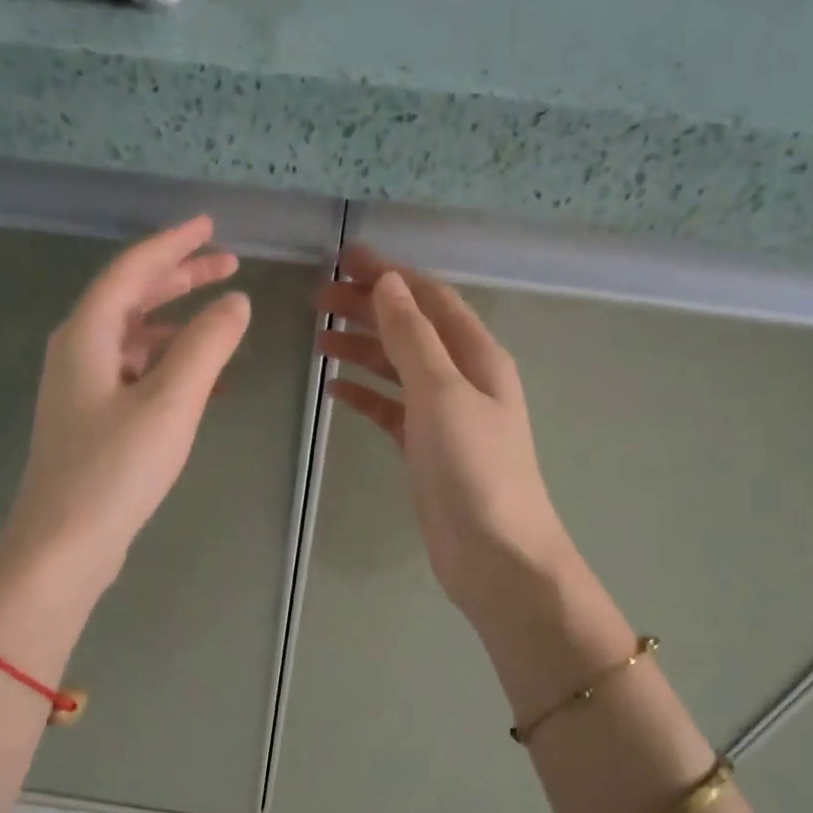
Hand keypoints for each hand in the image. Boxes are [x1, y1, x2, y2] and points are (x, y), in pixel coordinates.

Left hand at [0, 215, 248, 595]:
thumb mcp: (169, 402)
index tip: (209, 226)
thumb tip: (236, 302)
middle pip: (131, 299)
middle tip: (227, 265)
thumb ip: (206, 346)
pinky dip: (168, 366)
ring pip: (134, 339)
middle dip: (179, 279)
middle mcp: (78, 353)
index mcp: (87, 335)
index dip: (173, 244)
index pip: (132, 270)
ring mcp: (82, 390)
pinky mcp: (92, 423)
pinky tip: (201, 380)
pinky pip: (135, 375)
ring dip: (176, 324)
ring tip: (221, 320)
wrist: (63, 545)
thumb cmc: (114, 469)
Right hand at [316, 246, 581, 633]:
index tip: (345, 258)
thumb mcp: (443, 394)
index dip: (390, 275)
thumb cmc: (474, 469)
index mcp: (478, 357)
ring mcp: (444, 417)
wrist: (494, 555)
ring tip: (319, 337)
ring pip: (397, 369)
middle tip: (318, 297)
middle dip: (368, 308)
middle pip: (410, 330)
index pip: (430, 299)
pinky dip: (364, 395)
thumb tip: (389, 284)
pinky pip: (390, 410)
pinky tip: (334, 389)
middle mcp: (463, 379)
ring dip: (362, 348)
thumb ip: (413, 339)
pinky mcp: (425, 450)